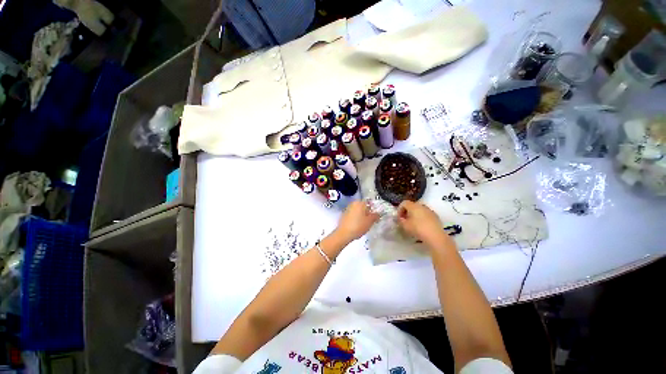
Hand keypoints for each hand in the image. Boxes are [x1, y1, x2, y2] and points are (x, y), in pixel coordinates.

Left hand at [334, 201, 379, 243]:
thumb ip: (375, 216)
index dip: (373, 209)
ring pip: (358, 211)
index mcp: (360, 202)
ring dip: (362, 216)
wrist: (343, 233)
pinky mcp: (344, 215)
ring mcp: (348, 209)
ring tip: (364, 224)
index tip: (376, 216)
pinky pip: (353, 215)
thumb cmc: (358, 226)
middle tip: (371, 221)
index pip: (369, 203)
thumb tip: (378, 213)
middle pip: (363, 207)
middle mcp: (353, 203)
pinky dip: (356, 218)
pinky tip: (358, 225)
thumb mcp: (370, 222)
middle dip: (367, 213)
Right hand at [397, 201, 452, 248]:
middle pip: (412, 206)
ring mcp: (430, 210)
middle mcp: (422, 206)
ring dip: (415, 215)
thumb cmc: (418, 229)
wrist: (435, 236)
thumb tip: (401, 218)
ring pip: (419, 210)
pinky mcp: (435, 216)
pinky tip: (422, 226)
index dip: (400, 210)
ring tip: (413, 224)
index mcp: (413, 206)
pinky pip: (426, 214)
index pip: (404, 203)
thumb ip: (400, 220)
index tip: (399, 218)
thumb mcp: (405, 226)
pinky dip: (422, 218)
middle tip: (405, 220)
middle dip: (407, 212)